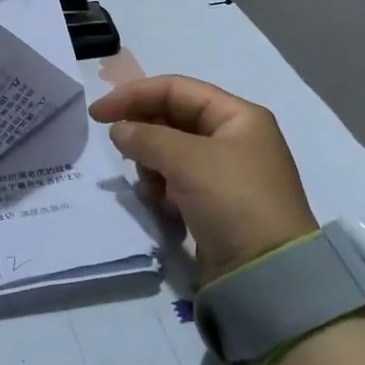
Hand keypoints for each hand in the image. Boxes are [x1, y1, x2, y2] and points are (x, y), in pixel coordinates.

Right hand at [88, 75, 316, 283]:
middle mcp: (233, 139)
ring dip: (151, 165)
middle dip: (144, 134)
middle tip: (120, 150)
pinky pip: (175, 183)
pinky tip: (160, 205)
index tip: (98, 113)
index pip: (176, 89)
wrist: (266, 274)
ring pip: (170, 153)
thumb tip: (119, 130)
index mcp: (238, 116)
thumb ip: (146, 137)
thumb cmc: (232, 200)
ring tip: (150, 186)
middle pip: (172, 120)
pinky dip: (162, 189)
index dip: (134, 95)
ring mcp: (224, 173)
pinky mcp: (213, 204)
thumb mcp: (187, 160)